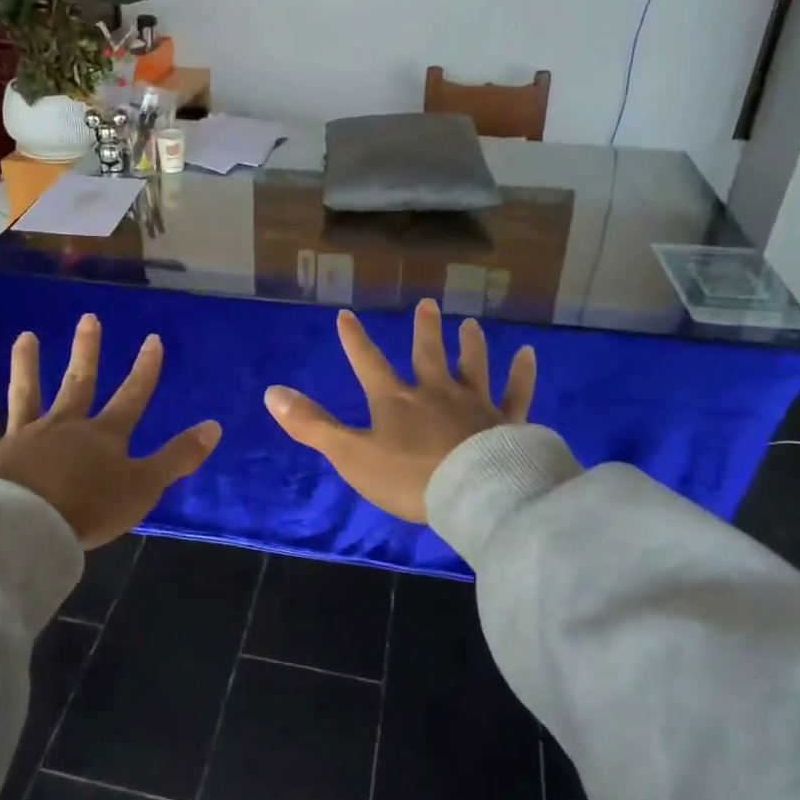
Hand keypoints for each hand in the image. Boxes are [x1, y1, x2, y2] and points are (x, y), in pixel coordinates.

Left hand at [0, 314, 221, 550]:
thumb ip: (178, 457)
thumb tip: (215, 426)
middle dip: (87, 351)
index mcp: (103, 436)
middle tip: (88, 318)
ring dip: (26, 364)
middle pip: (78, 383)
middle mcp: (64, 426)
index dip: (145, 369)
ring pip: (25, 393)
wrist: (23, 526)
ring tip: (25, 336)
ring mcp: (22, 436)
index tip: (152, 339)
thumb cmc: (88, 508)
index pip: (132, 395)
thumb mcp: (145, 486)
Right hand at [263, 299, 536, 523]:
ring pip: (472, 366)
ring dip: (470, 344)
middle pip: (428, 354)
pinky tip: (528, 354)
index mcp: (396, 400)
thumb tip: (271, 392)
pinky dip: (522, 373)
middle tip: (427, 304)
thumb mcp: (351, 455)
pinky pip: (516, 393)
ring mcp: (474, 404)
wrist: (474, 495)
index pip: (368, 363)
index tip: (345, 314)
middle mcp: (436, 392)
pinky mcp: (506, 421)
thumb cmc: (408, 478)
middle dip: (424, 330)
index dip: (354, 340)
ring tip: (469, 323)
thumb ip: (312, 425)